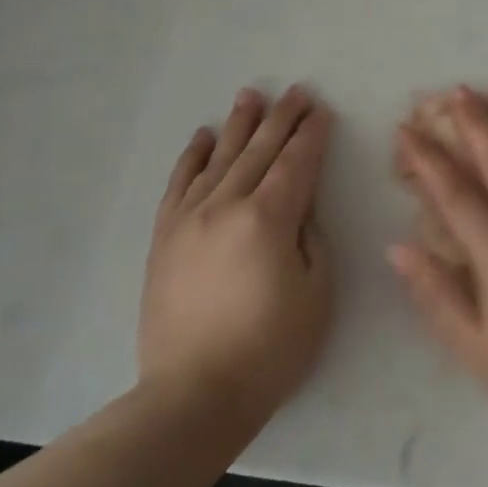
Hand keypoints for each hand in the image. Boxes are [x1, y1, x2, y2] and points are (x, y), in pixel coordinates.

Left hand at [140, 86, 334, 425]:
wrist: (194, 394)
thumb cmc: (269, 349)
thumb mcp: (316, 294)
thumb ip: (311, 238)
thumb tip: (299, 207)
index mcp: (268, 219)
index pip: (296, 163)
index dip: (312, 135)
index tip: (322, 111)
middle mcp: (226, 205)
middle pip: (260, 151)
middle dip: (282, 119)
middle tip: (296, 92)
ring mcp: (189, 218)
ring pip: (219, 158)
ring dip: (239, 125)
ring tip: (251, 95)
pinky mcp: (165, 237)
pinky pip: (180, 184)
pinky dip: (193, 157)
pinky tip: (204, 136)